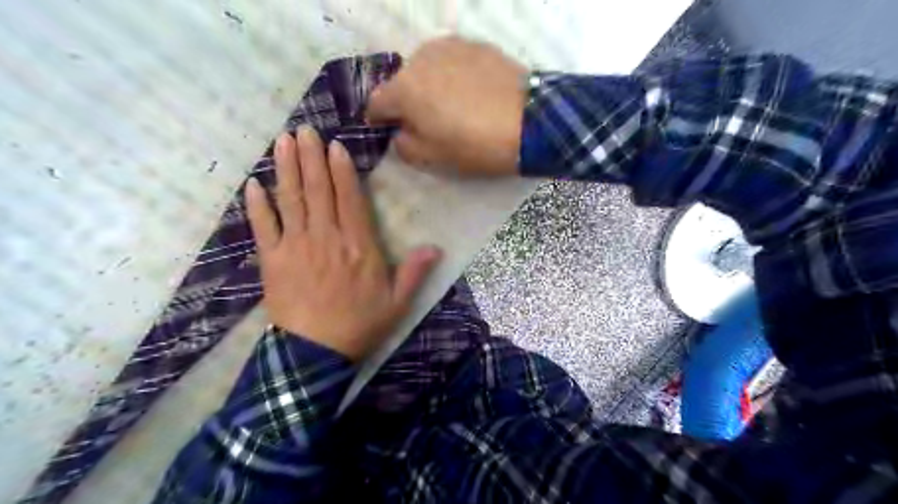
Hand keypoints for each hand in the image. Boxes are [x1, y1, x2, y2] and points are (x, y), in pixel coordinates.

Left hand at [244, 127, 440, 359]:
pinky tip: (252, 183)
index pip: (349, 199)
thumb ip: (415, 272)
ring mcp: (296, 246)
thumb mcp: (397, 303)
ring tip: (283, 142)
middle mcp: (326, 238)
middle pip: (318, 191)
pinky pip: (263, 227)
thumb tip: (436, 247)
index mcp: (358, 246)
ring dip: (286, 169)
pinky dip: (257, 205)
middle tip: (305, 130)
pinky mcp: (272, 260)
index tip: (334, 145)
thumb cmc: (360, 325)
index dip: (341, 170)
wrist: (315, 353)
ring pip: (290, 200)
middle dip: (311, 158)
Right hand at [369, 36, 526, 176]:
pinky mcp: (475, 45)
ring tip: (451, 106)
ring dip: (429, 85)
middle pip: (401, 83)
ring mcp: (449, 47)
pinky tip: (471, 93)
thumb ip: (404, 146)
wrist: (528, 122)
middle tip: (426, 123)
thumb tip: (400, 132)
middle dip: (406, 102)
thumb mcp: (432, 158)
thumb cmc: (474, 145)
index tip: (387, 130)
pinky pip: (451, 62)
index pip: (376, 103)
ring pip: (426, 68)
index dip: (378, 120)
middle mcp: (420, 59)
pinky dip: (452, 75)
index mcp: (404, 90)